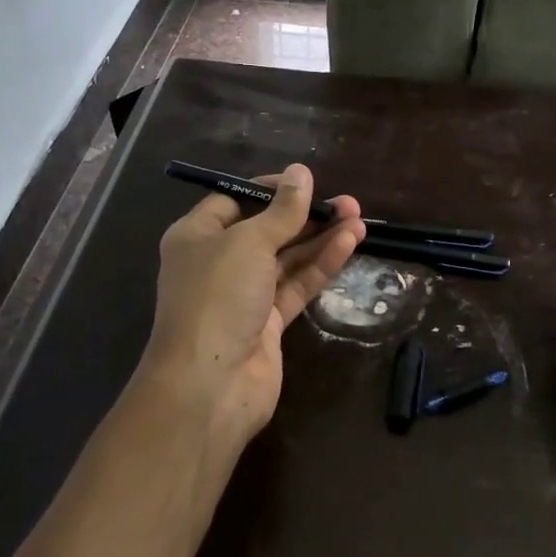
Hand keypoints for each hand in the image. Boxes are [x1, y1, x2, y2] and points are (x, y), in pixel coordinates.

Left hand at [138, 164, 363, 459]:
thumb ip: (281, 211)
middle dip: (305, 215)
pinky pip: (297, 285)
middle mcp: (218, 263)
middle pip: (266, 230)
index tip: (305, 182)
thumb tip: (301, 172)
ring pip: (287, 259)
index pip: (235, 201)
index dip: (270, 190)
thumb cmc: (218, 298)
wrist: (210, 384)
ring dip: (320, 239)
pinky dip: (321, 265)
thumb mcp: (249, 243)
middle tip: (347, 203)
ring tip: (358, 219)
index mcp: (197, 236)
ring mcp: (244, 295)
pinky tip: (349, 244)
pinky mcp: (268, 322)